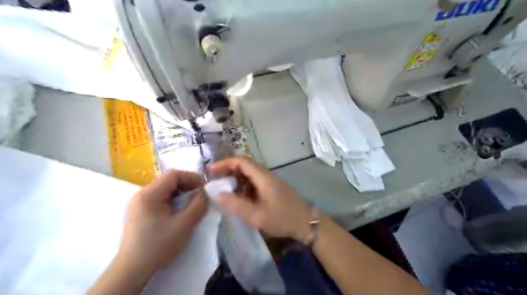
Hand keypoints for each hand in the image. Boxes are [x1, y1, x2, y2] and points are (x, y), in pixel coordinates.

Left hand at [119, 169, 206, 273]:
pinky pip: (159, 199)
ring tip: (192, 202)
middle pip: (168, 180)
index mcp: (149, 194)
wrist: (133, 270)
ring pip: (164, 189)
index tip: (204, 187)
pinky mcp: (140, 212)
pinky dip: (173, 200)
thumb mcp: (184, 224)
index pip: (174, 175)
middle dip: (187, 185)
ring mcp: (139, 203)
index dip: (192, 177)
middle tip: (200, 195)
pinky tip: (179, 210)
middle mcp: (141, 194)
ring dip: (181, 193)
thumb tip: (204, 193)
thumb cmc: (159, 245)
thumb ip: (198, 204)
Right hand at [212, 156, 311, 241]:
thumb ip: (237, 205)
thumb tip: (219, 195)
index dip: (225, 163)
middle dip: (228, 170)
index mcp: (263, 177)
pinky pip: (254, 181)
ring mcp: (270, 181)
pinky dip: (243, 185)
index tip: (211, 171)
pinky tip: (239, 196)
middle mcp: (266, 175)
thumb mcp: (257, 216)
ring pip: (249, 173)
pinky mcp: (272, 188)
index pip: (241, 161)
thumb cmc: (283, 218)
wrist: (306, 222)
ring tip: (223, 189)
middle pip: (245, 165)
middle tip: (215, 180)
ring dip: (236, 178)